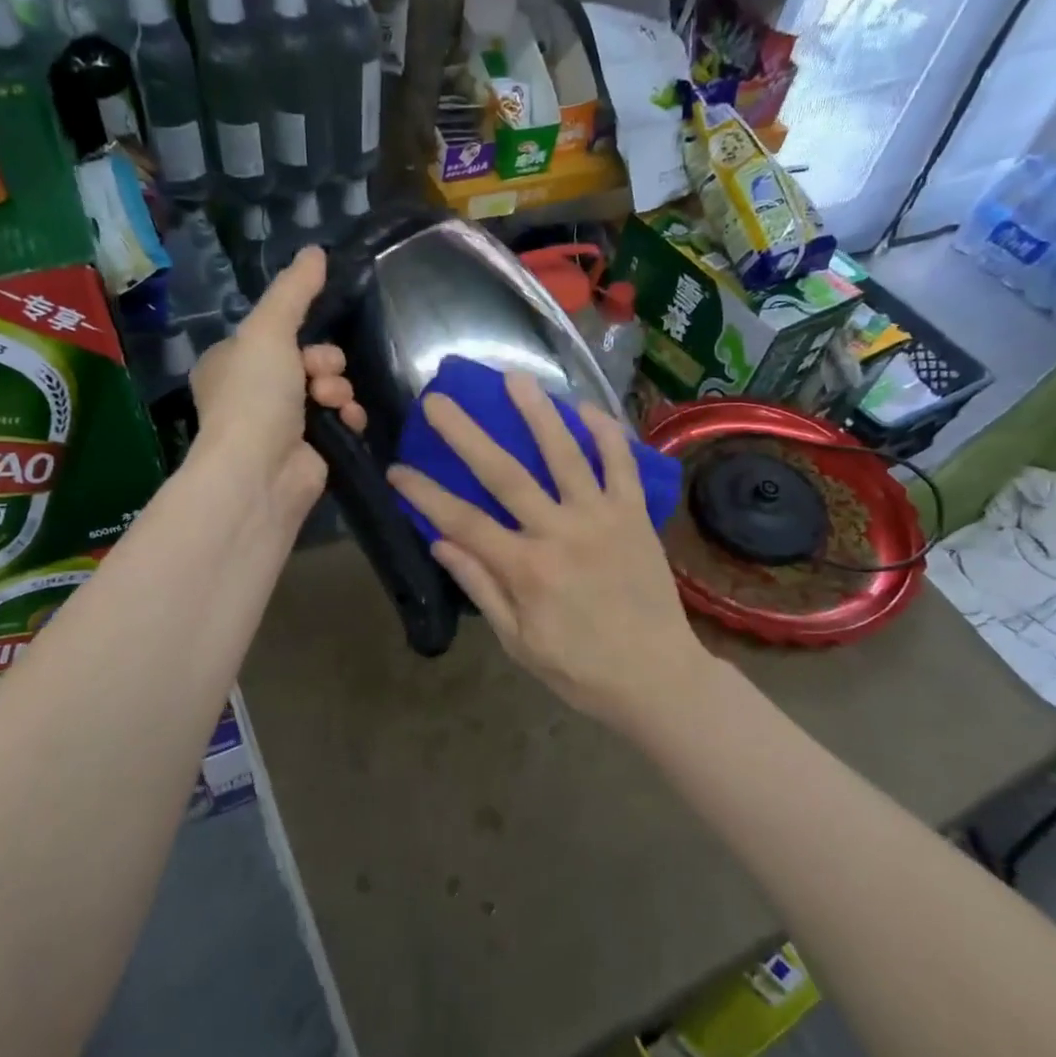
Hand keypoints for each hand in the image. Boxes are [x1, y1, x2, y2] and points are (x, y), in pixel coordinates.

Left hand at [190, 246, 365, 527]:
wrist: (261, 471)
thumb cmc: (254, 395)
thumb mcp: (268, 330)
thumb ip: (294, 291)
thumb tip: (316, 251)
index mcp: (230, 364)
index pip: (274, 334)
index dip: (298, 333)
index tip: (307, 340)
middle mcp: (252, 393)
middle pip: (307, 358)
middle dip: (324, 363)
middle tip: (320, 374)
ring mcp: (282, 425)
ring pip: (327, 387)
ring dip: (338, 388)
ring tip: (331, 401)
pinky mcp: (310, 450)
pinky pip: (340, 419)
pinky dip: (348, 415)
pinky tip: (348, 420)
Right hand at [386, 372, 703, 732]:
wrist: (659, 678)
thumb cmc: (581, 669)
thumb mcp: (519, 642)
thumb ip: (482, 588)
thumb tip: (440, 542)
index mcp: (527, 569)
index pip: (463, 521)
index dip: (425, 493)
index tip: (396, 468)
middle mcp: (561, 532)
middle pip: (505, 473)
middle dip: (466, 434)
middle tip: (439, 400)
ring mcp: (602, 518)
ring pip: (565, 454)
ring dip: (538, 413)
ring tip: (514, 378)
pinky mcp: (635, 515)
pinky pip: (621, 464)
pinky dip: (605, 433)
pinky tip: (585, 407)